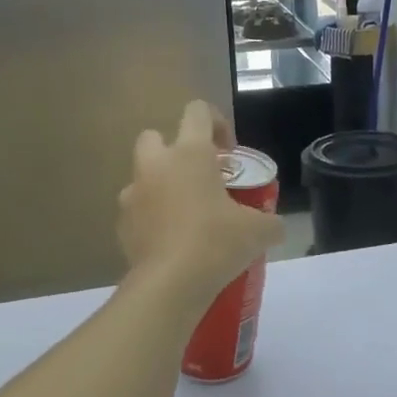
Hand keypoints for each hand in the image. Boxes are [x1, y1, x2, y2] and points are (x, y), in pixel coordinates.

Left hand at [117, 101, 283, 303]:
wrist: (170, 285)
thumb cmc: (217, 243)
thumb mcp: (259, 231)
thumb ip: (270, 221)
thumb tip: (275, 226)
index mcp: (189, 153)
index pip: (197, 111)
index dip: (216, 123)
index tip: (229, 153)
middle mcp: (155, 165)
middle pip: (155, 136)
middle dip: (174, 150)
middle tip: (199, 177)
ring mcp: (133, 195)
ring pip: (144, 176)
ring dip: (162, 186)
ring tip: (186, 215)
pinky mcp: (122, 225)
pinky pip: (138, 211)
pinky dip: (152, 219)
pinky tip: (172, 242)